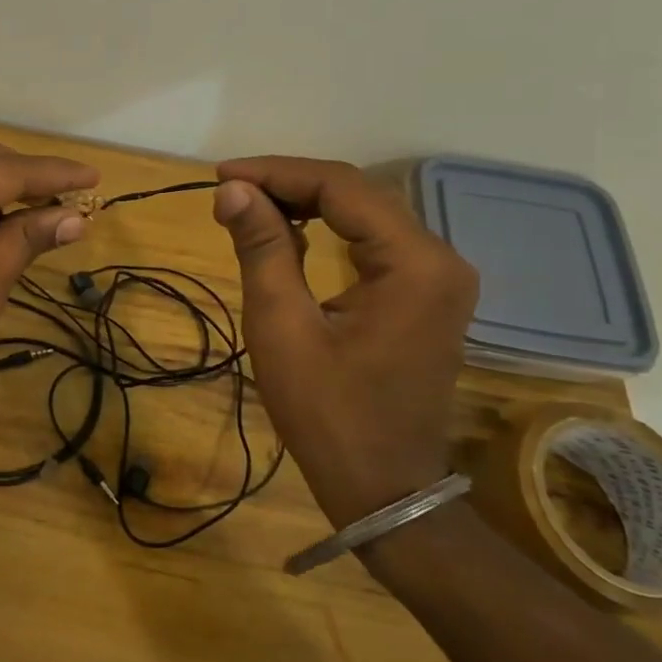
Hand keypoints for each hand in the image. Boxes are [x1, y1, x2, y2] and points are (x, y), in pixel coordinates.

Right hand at [212, 157, 477, 526]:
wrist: (384, 488)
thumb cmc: (327, 414)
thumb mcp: (283, 328)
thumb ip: (263, 249)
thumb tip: (233, 190)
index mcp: (415, 263)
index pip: (341, 188)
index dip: (276, 173)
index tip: (221, 177)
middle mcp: (440, 259)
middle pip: (358, 195)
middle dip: (289, 185)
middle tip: (229, 192)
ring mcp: (438, 279)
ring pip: (366, 215)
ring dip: (307, 205)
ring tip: (249, 207)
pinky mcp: (426, 296)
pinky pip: (374, 243)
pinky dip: (329, 230)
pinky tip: (290, 233)